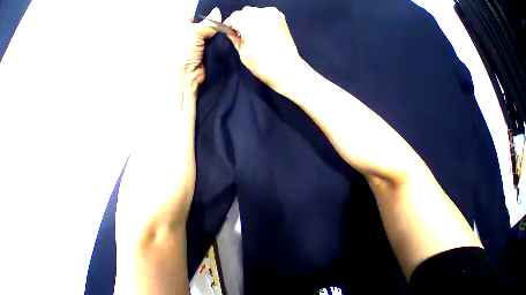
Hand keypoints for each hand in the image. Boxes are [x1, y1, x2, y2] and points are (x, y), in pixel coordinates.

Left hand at [180, 7, 221, 95]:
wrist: (188, 73)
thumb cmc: (184, 50)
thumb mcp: (194, 32)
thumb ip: (207, 24)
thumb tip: (218, 12)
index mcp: (182, 23)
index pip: (195, 12)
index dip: (206, 12)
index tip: (218, 12)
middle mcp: (191, 32)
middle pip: (204, 24)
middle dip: (214, 24)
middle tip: (226, 20)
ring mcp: (199, 44)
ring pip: (211, 36)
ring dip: (218, 35)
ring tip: (228, 29)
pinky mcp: (207, 53)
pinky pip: (214, 46)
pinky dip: (220, 45)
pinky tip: (227, 41)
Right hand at [223, 7, 302, 91]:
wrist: (286, 71)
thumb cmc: (264, 68)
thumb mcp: (245, 57)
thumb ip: (236, 41)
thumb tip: (233, 33)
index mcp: (249, 24)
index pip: (234, 17)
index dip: (230, 25)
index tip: (230, 33)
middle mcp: (261, 14)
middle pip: (245, 12)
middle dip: (241, 22)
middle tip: (244, 37)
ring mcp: (272, 14)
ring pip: (256, 12)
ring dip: (252, 21)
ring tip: (255, 37)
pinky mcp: (280, 18)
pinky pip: (266, 15)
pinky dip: (262, 22)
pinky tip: (264, 34)